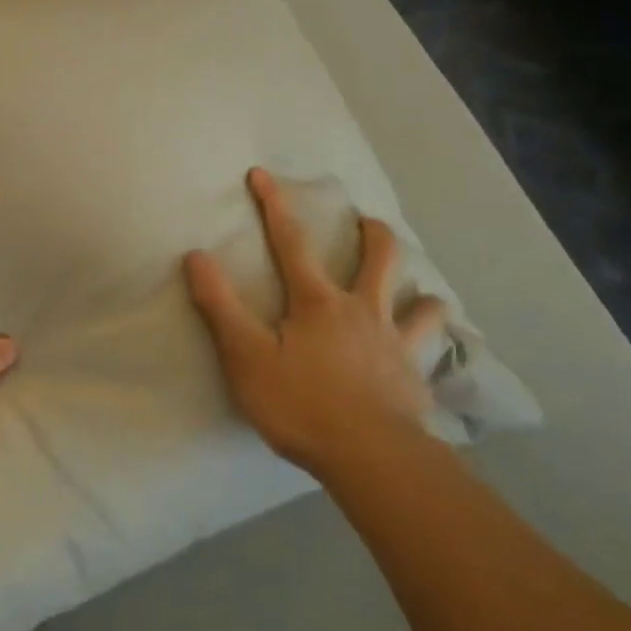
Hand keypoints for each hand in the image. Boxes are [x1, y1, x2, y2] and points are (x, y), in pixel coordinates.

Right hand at [183, 167, 445, 478]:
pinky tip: (433, 353)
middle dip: (372, 233)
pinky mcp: (415, 378)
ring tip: (418, 291)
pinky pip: (431, 353)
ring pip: (421, 304)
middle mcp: (363, 311)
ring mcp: (395, 344)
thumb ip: (220, 306)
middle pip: (379, 258)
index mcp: (318, 302)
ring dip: (419, 291)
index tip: (262, 174)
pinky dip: (433, 346)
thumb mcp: (245, 356)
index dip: (274, 205)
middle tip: (368, 222)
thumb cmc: (300, 404)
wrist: (369, 455)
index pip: (291, 242)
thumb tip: (197, 256)